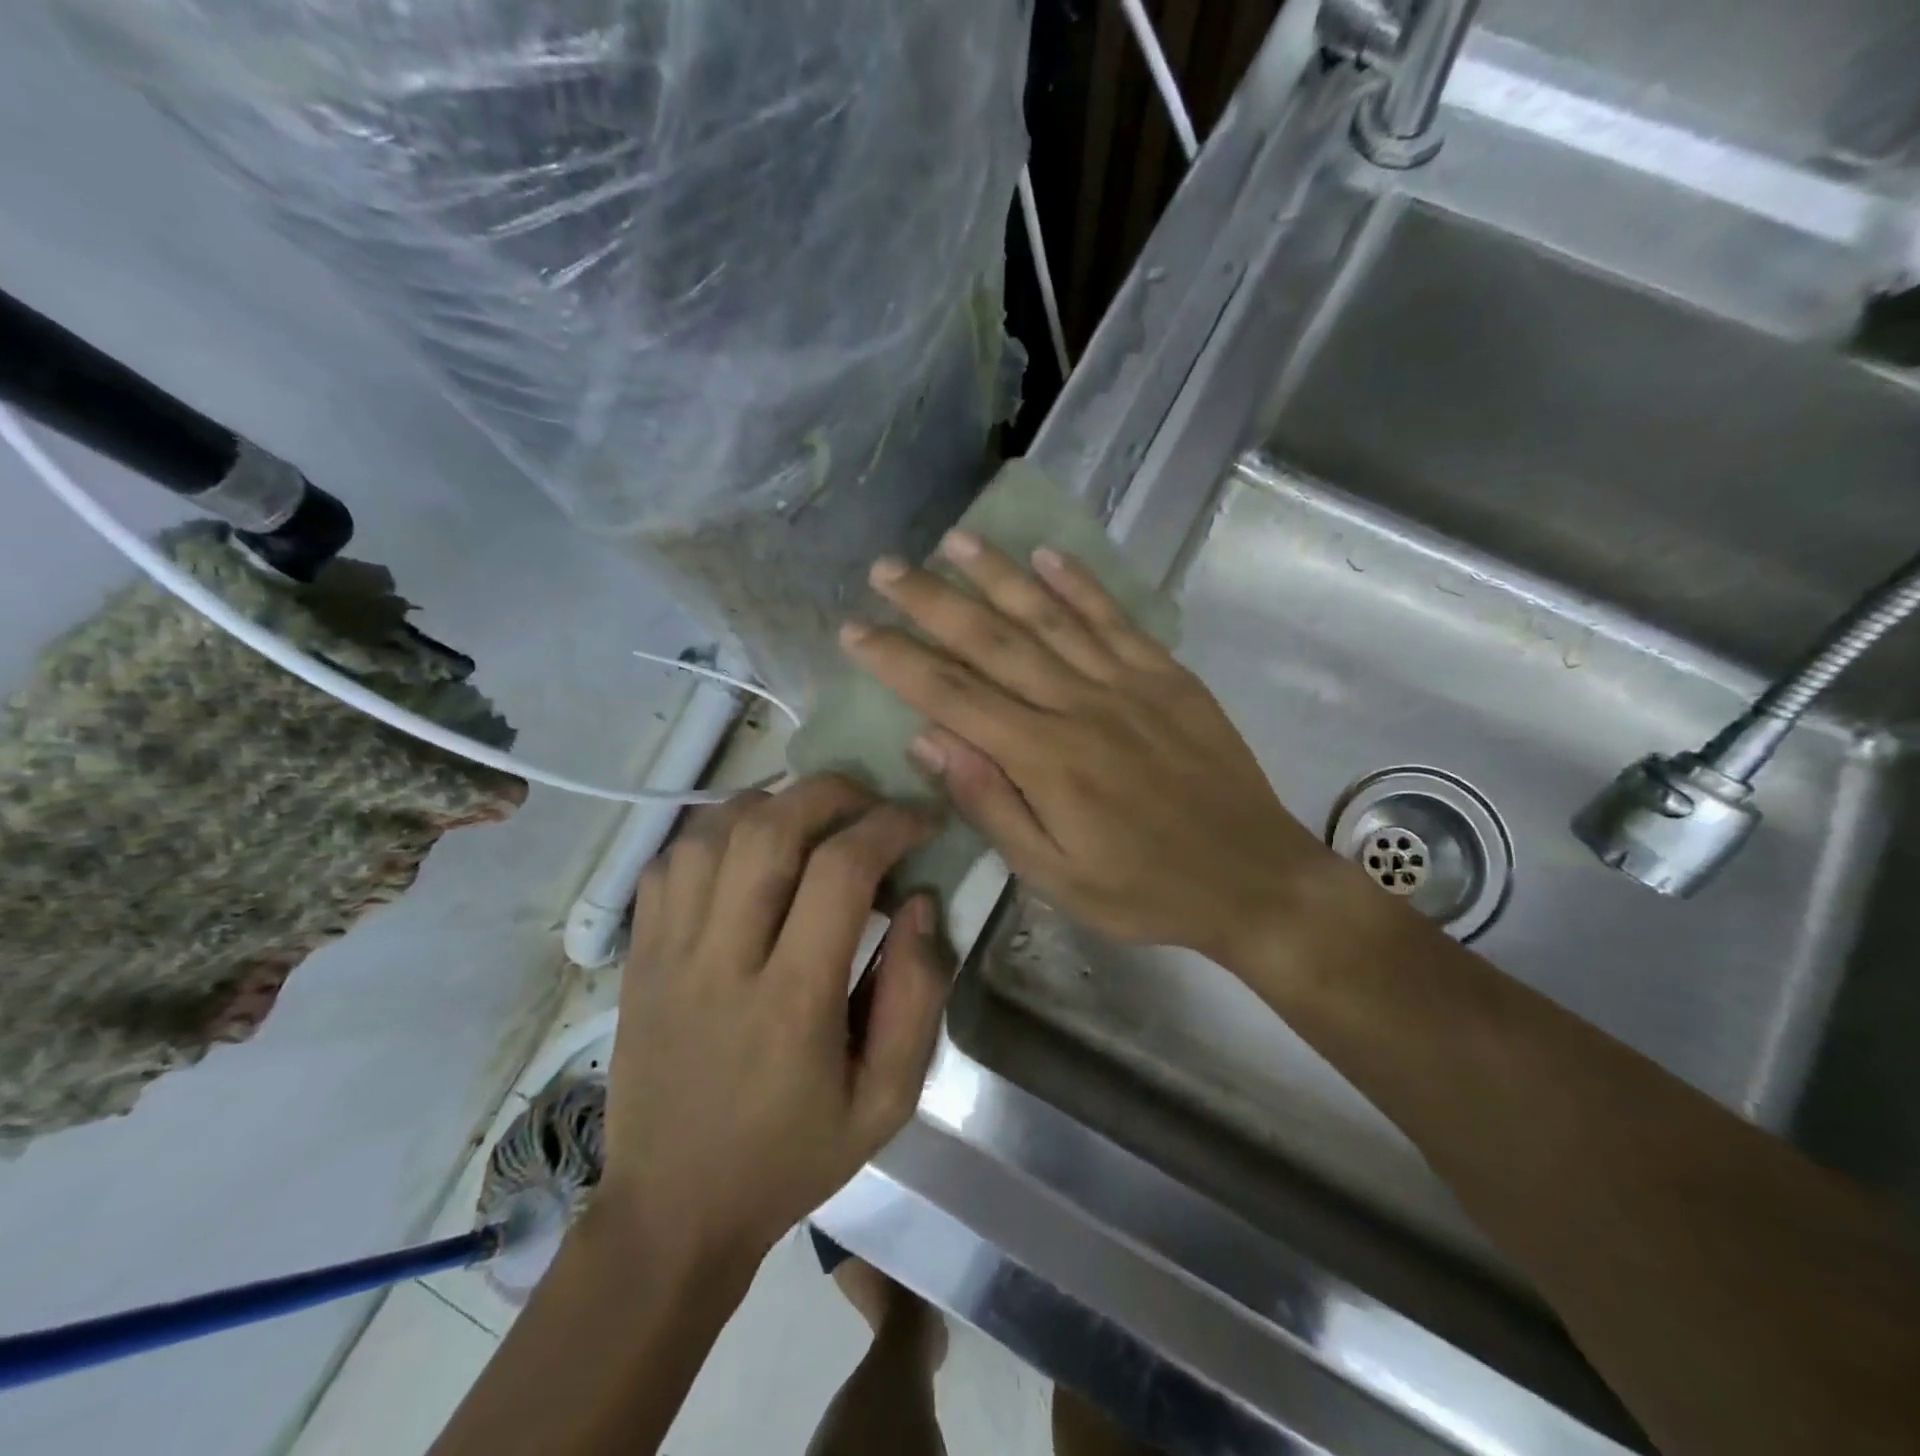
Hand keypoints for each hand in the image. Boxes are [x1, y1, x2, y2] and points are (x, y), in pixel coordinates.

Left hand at [599, 776, 949, 1271]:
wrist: (671, 1212)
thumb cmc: (791, 1158)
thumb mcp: (886, 1101)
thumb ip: (917, 996)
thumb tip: (922, 901)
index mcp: (792, 1002)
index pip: (841, 872)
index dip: (889, 826)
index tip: (920, 821)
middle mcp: (722, 960)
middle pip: (770, 829)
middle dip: (831, 792)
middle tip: (869, 801)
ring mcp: (668, 952)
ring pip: (713, 831)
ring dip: (773, 803)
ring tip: (813, 817)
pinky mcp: (638, 955)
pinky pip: (670, 860)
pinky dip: (715, 831)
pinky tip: (748, 847)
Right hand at [840, 532, 1339, 965]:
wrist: (1253, 877)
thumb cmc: (1143, 889)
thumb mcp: (1054, 874)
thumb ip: (990, 803)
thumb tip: (927, 738)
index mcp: (1045, 759)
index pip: (952, 695)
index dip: (898, 659)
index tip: (854, 629)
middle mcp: (1080, 705)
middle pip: (992, 641)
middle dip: (932, 600)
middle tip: (886, 568)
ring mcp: (1128, 682)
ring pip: (1049, 615)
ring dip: (997, 572)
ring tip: (953, 537)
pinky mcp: (1167, 675)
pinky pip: (1115, 617)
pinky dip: (1079, 582)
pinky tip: (1046, 554)